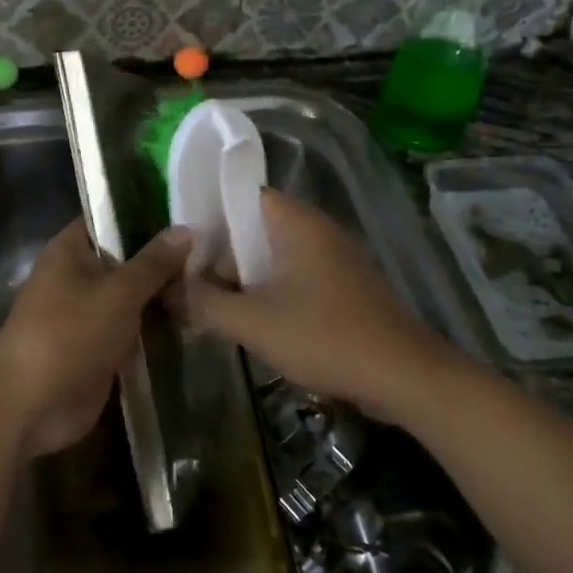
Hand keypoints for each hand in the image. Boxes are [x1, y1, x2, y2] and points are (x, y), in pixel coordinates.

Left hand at [0, 219, 191, 458]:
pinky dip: (156, 327)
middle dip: (164, 258)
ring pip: (132, 296)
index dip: (147, 213)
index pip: (111, 218)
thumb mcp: (119, 292)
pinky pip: (132, 329)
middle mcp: (77, 276)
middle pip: (126, 258)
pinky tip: (196, 319)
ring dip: (164, 295)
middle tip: (216, 250)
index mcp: (70, 250)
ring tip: (215, 282)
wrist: (31, 406)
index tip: (190, 210)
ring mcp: (87, 314)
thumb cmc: (69, 334)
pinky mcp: (98, 347)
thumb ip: (154, 262)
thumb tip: (187, 228)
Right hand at [184, 190, 448, 420]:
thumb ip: (204, 303)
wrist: (404, 376)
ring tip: (213, 310)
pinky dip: (270, 295)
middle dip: (222, 257)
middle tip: (191, 288)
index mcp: (297, 223)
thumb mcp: (253, 322)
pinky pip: (294, 279)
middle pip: (254, 229)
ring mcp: (333, 260)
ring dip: (244, 281)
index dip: (208, 216)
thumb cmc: (325, 337)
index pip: (243, 195)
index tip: (181, 247)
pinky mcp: (342, 289)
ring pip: (273, 258)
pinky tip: (253, 326)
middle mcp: (316, 231)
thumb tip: (169, 290)